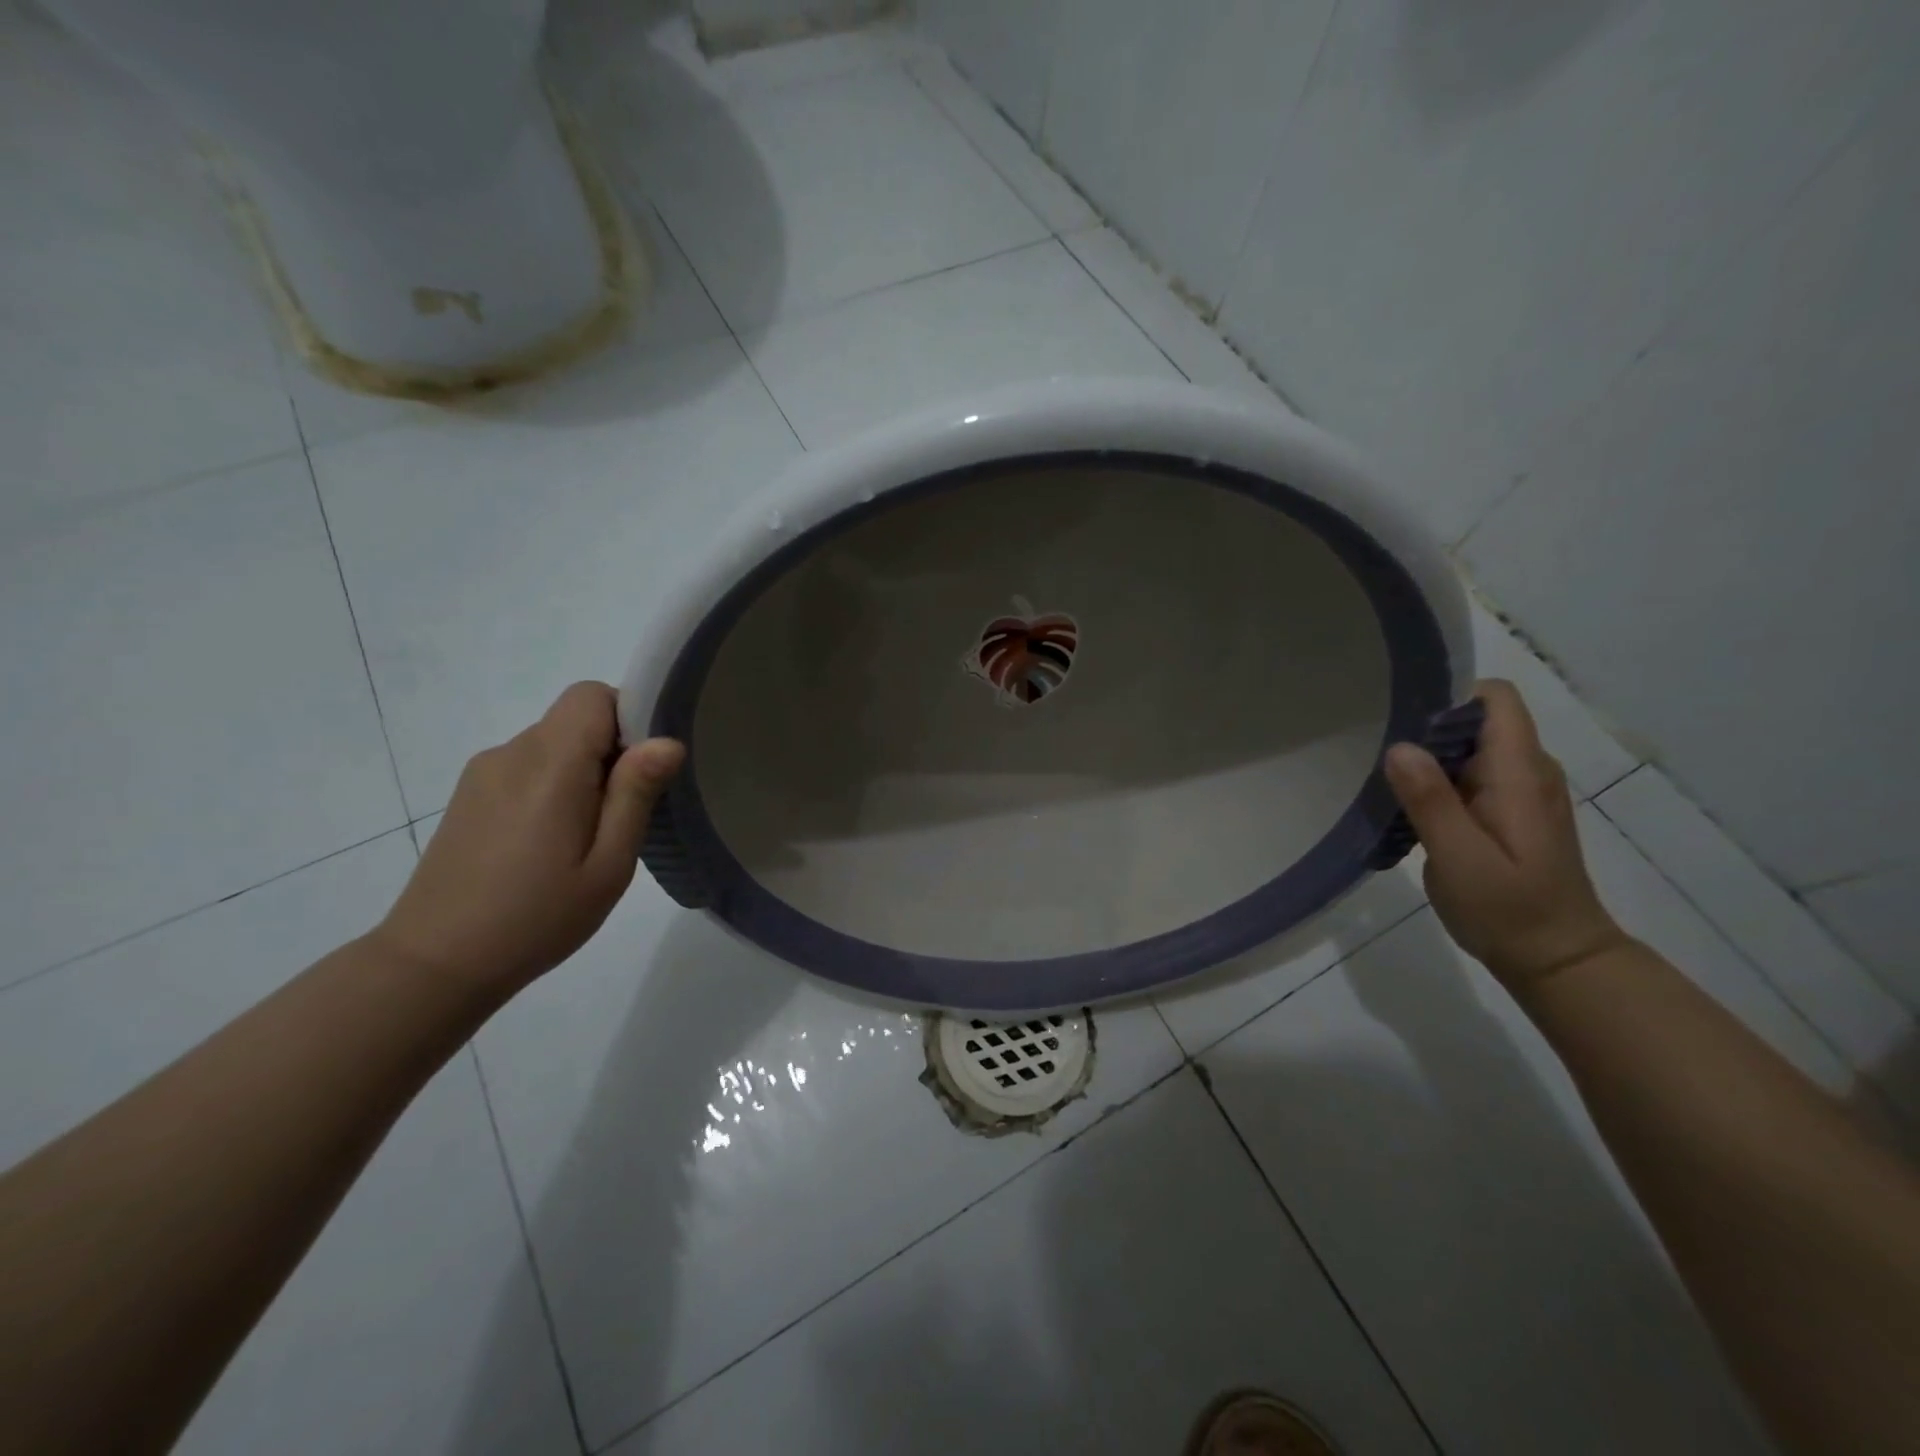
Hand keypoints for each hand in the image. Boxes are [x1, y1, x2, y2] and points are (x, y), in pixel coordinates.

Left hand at [374, 682, 684, 999]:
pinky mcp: (470, 795)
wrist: (435, 964)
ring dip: (582, 771)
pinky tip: (549, 843)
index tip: (643, 769)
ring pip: (552, 743)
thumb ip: (636, 794)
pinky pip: (527, 766)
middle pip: (574, 718)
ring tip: (585, 837)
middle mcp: (512, 753)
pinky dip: (553, 785)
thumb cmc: (537, 917)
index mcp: (549, 765)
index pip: (593, 695)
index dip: (628, 717)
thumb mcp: (608, 864)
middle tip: (622, 815)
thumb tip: (668, 740)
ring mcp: (484, 773)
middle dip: (611, 750)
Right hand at [1383, 678, 1629, 994]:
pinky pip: (1468, 776)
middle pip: (1476, 720)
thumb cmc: (1510, 909)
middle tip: (1376, 752)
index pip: (1495, 698)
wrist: (1557, 960)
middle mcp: (1527, 772)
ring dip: (1427, 757)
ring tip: (1384, 780)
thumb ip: (1430, 800)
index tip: (1401, 715)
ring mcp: (1519, 793)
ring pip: (1468, 748)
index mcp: (1520, 773)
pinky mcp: (1506, 813)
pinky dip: (1436, 782)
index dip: (1449, 694)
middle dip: (1426, 727)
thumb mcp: (1461, 857)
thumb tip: (1399, 746)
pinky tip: (1407, 809)